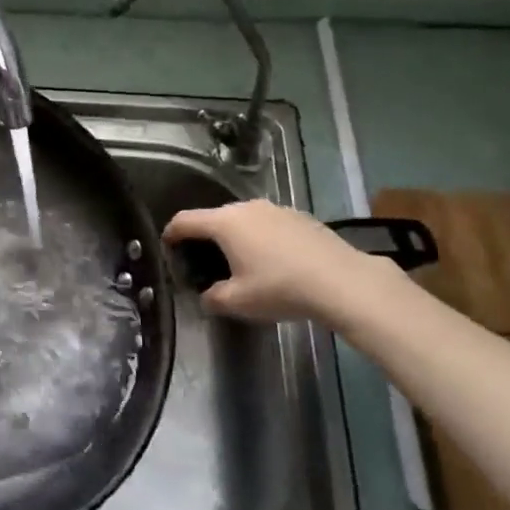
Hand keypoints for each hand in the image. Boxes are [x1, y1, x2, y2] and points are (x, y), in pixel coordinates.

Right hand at [163, 199, 395, 325]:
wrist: (343, 282)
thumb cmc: (280, 288)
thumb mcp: (238, 302)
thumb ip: (213, 298)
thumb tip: (206, 296)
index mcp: (224, 223)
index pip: (185, 221)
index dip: (171, 233)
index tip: (167, 245)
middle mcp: (246, 208)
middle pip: (215, 218)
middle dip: (206, 237)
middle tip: (205, 260)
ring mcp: (276, 209)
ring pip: (245, 220)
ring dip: (237, 237)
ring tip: (242, 261)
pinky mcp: (300, 217)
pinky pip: (270, 225)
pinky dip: (263, 238)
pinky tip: (275, 262)